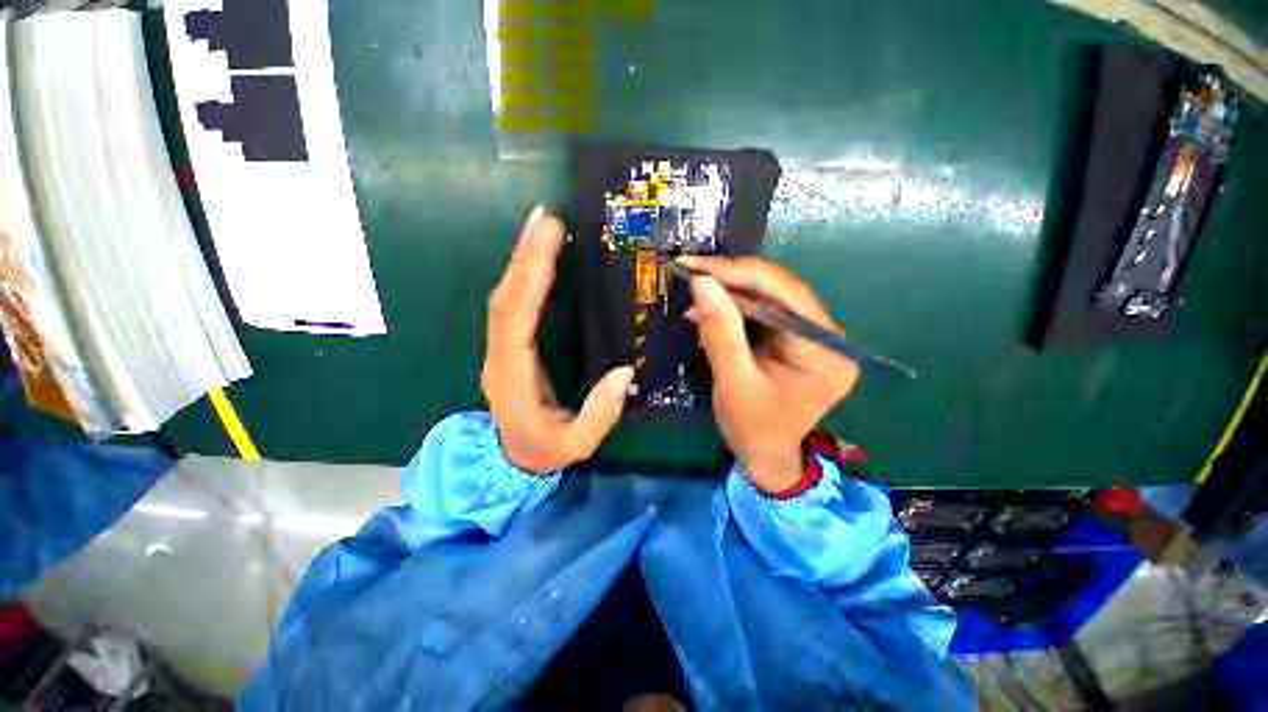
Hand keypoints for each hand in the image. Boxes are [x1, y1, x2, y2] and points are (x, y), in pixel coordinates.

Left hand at [482, 206, 634, 473]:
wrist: (512, 459)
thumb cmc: (544, 451)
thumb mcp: (577, 444)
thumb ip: (600, 412)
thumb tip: (624, 372)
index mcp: (513, 379)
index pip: (516, 321)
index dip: (530, 279)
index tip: (548, 241)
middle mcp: (499, 356)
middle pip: (506, 298)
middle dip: (525, 255)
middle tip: (545, 218)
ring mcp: (500, 348)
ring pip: (505, 295)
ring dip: (521, 258)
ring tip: (538, 224)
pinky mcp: (508, 343)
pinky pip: (511, 302)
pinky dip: (522, 274)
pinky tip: (535, 254)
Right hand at [679, 256, 859, 493]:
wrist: (766, 456)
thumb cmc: (752, 428)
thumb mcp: (733, 382)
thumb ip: (720, 332)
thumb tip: (702, 282)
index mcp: (825, 351)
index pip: (785, 295)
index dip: (739, 274)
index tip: (697, 266)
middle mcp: (829, 337)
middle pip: (781, 290)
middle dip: (733, 279)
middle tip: (692, 271)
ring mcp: (815, 336)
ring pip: (772, 296)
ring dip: (731, 291)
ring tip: (696, 288)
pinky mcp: (798, 339)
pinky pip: (767, 311)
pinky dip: (736, 306)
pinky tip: (712, 307)